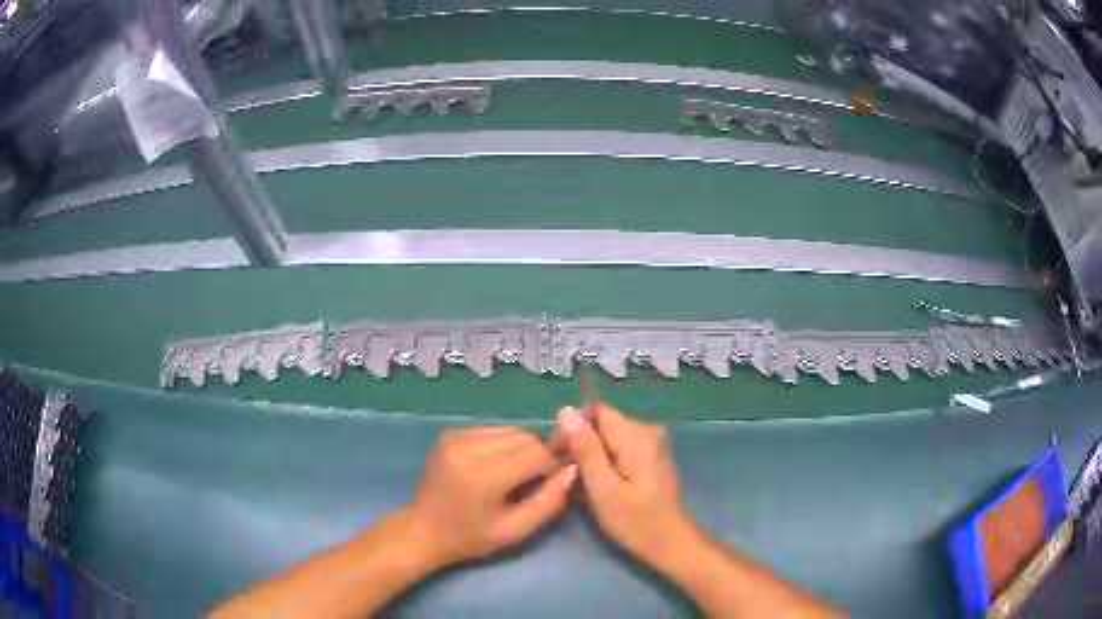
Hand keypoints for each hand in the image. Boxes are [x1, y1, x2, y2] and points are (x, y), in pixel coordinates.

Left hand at [405, 426, 576, 568]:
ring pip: (510, 430)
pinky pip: (492, 430)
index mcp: (483, 474)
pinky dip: (504, 444)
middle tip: (538, 479)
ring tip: (517, 473)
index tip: (555, 482)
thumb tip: (573, 469)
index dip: (553, 465)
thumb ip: (549, 501)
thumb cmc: (471, 537)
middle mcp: (467, 446)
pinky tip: (497, 465)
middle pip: (525, 436)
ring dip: (523, 447)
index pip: (536, 453)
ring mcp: (456, 436)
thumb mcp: (516, 530)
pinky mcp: (450, 433)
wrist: (424, 530)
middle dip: (539, 455)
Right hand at [556, 405, 695, 564]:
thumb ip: (585, 449)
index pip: (597, 411)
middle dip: (580, 445)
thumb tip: (566, 411)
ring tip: (578, 485)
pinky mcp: (651, 459)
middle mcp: (647, 432)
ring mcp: (652, 445)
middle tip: (565, 476)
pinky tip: (596, 487)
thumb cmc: (636, 522)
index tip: (557, 455)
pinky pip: (619, 450)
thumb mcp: (603, 488)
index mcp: (637, 435)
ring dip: (591, 457)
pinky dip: (605, 464)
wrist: (671, 545)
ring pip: (609, 439)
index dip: (573, 429)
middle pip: (603, 425)